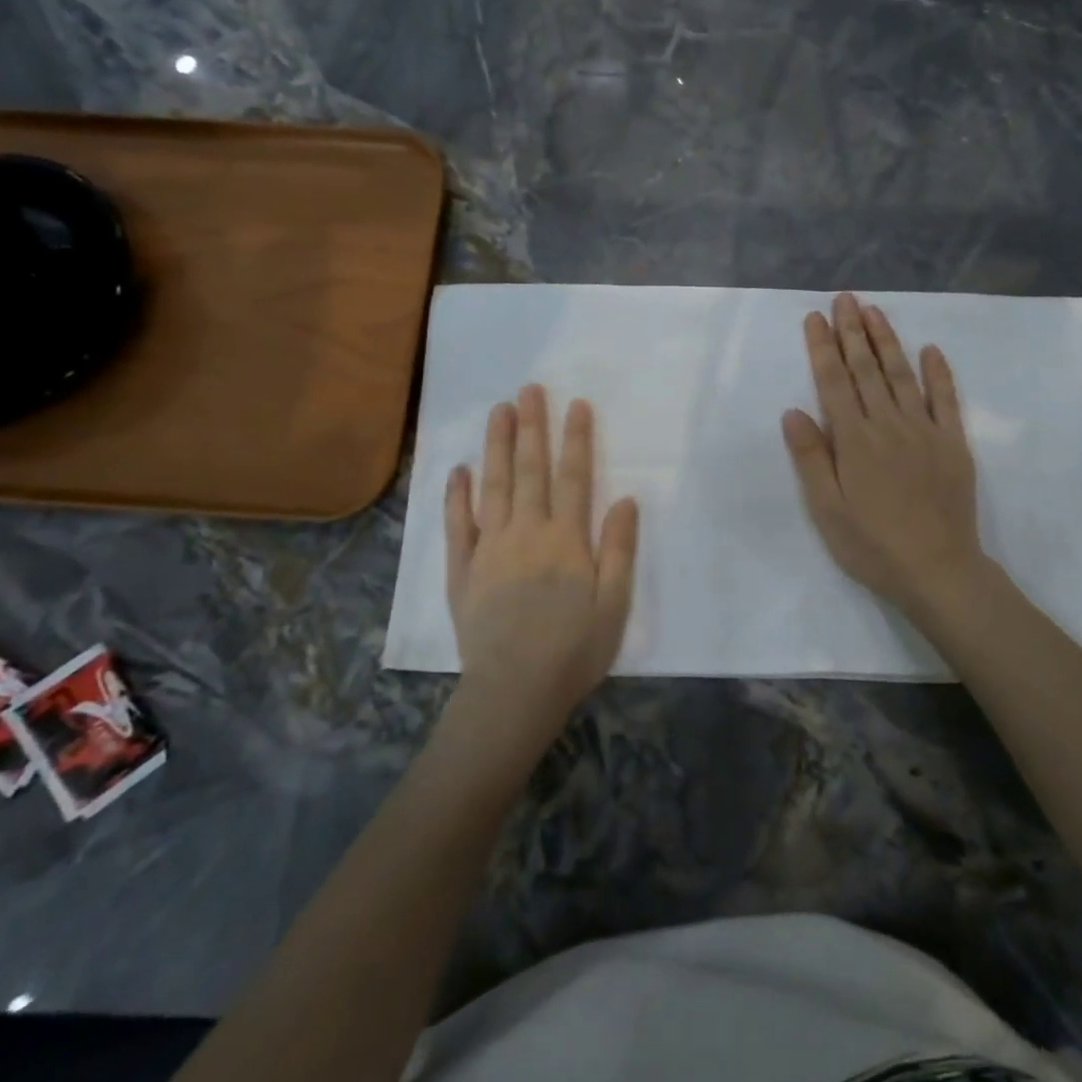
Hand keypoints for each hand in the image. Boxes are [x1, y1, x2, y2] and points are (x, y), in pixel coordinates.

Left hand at [445, 386, 638, 737]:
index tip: (576, 404)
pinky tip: (459, 469)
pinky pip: (457, 524)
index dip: (575, 439)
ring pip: (493, 486)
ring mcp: (489, 549)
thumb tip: (625, 499)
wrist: (514, 693)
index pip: (572, 477)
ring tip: (498, 410)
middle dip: (532, 427)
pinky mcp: (462, 570)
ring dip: (496, 446)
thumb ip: (618, 549)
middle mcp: (526, 533)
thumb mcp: (613, 605)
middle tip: (529, 388)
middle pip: (529, 470)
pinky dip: (457, 495)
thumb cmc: (574, 651)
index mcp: (566, 540)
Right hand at [782, 293, 986, 623]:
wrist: (938, 570)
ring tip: (875, 311)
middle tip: (844, 299)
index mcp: (853, 440)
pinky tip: (931, 349)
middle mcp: (888, 424)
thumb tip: (793, 411)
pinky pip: (946, 399)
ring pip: (902, 375)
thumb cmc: (872, 545)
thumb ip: (810, 458)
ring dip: (887, 341)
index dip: (823, 348)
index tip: (815, 318)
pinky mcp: (952, 443)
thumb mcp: (826, 510)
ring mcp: (924, 430)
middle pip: (866, 370)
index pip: (834, 382)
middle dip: (852, 331)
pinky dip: (939, 372)